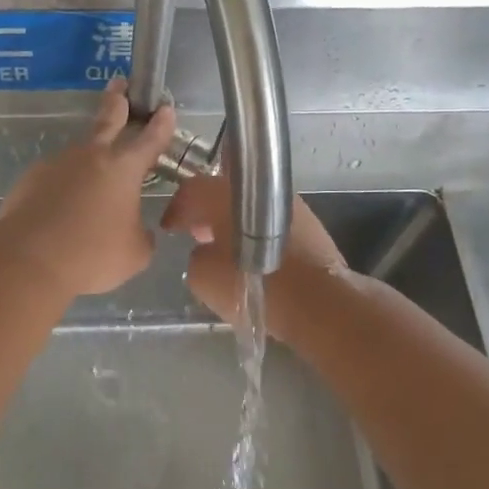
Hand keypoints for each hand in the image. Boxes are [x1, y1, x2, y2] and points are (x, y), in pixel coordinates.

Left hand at [0, 79, 177, 296]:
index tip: (165, 107)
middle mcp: (90, 156)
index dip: (161, 124)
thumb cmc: (92, 255)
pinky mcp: (30, 179)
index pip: (150, 139)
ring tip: (87, 194)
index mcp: (123, 168)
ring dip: (86, 165)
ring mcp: (57, 164)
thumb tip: (137, 230)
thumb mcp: (134, 253)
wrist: (29, 260)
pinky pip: (53, 181)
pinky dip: (60, 191)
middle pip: (107, 120)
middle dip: (117, 100)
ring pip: (78, 157)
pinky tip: (59, 213)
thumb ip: (141, 235)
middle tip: (119, 83)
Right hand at [161, 173, 346, 339]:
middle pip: (224, 191)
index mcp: (226, 193)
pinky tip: (254, 256)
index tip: (170, 227)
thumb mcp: (204, 277)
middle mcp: (259, 187)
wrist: (317, 300)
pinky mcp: (309, 222)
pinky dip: (258, 232)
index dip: (177, 208)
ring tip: (226, 248)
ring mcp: (288, 202)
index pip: (193, 189)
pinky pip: (272, 221)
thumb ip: (196, 256)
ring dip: (235, 221)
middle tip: (196, 233)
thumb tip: (204, 251)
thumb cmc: (254, 284)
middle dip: (208, 210)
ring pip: (251, 205)